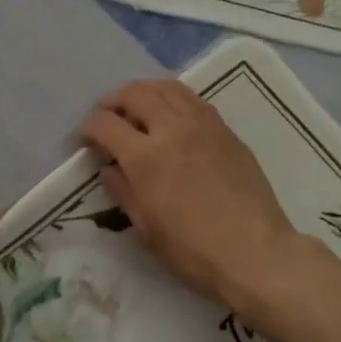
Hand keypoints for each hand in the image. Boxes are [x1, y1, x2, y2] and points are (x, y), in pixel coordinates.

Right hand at [78, 80, 299, 311]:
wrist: (255, 253)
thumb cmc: (193, 250)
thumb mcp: (146, 228)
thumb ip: (123, 190)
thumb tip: (110, 168)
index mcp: (146, 157)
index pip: (106, 124)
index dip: (89, 127)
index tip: (85, 137)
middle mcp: (173, 129)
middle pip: (136, 94)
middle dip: (114, 100)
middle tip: (107, 114)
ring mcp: (203, 125)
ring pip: (167, 88)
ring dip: (145, 91)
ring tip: (137, 105)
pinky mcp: (226, 131)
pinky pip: (193, 100)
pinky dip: (173, 98)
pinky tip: (171, 114)